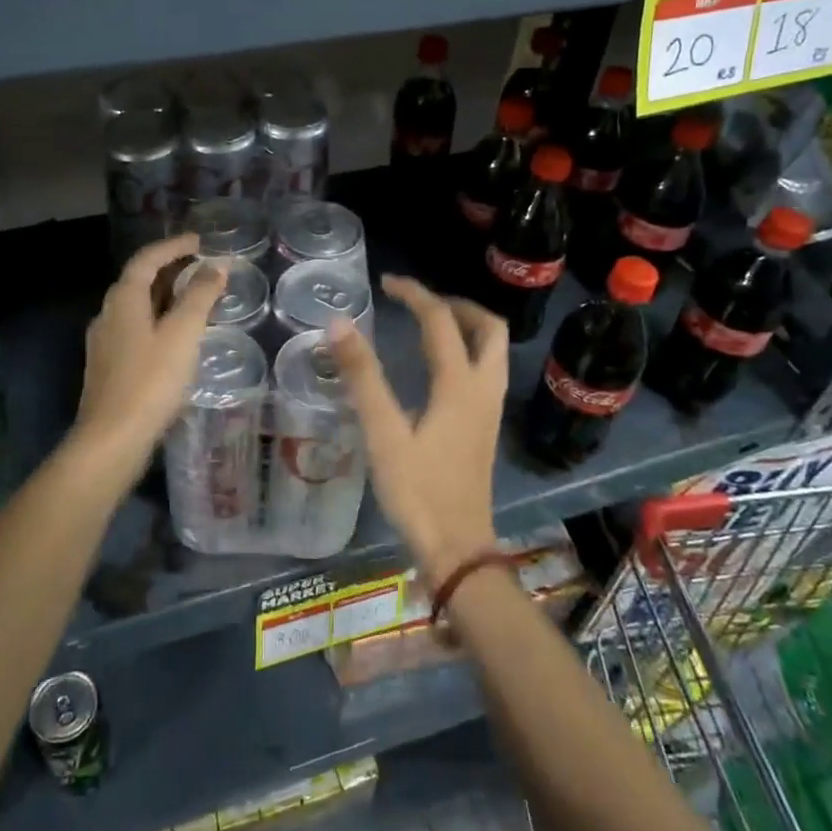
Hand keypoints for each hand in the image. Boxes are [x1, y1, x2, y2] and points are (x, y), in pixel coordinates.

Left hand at [74, 234, 223, 476]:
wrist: (111, 439)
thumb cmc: (150, 381)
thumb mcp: (182, 334)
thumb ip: (200, 297)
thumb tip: (215, 268)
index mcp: (123, 300)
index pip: (146, 260)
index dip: (172, 247)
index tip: (198, 242)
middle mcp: (108, 315)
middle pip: (138, 281)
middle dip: (169, 270)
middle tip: (200, 267)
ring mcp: (105, 343)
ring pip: (136, 308)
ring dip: (164, 296)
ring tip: (193, 299)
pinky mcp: (109, 367)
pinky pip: (136, 330)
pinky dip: (158, 321)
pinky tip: (175, 339)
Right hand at [328, 275, 505, 583]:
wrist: (457, 547)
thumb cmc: (417, 490)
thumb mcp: (383, 432)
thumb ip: (361, 376)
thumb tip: (338, 323)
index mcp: (459, 384)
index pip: (441, 321)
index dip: (415, 294)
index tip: (386, 283)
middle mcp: (483, 389)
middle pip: (489, 328)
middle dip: (457, 305)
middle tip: (420, 302)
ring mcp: (490, 410)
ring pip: (494, 350)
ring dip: (467, 327)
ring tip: (430, 325)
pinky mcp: (486, 427)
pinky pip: (487, 371)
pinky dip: (469, 351)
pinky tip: (439, 368)